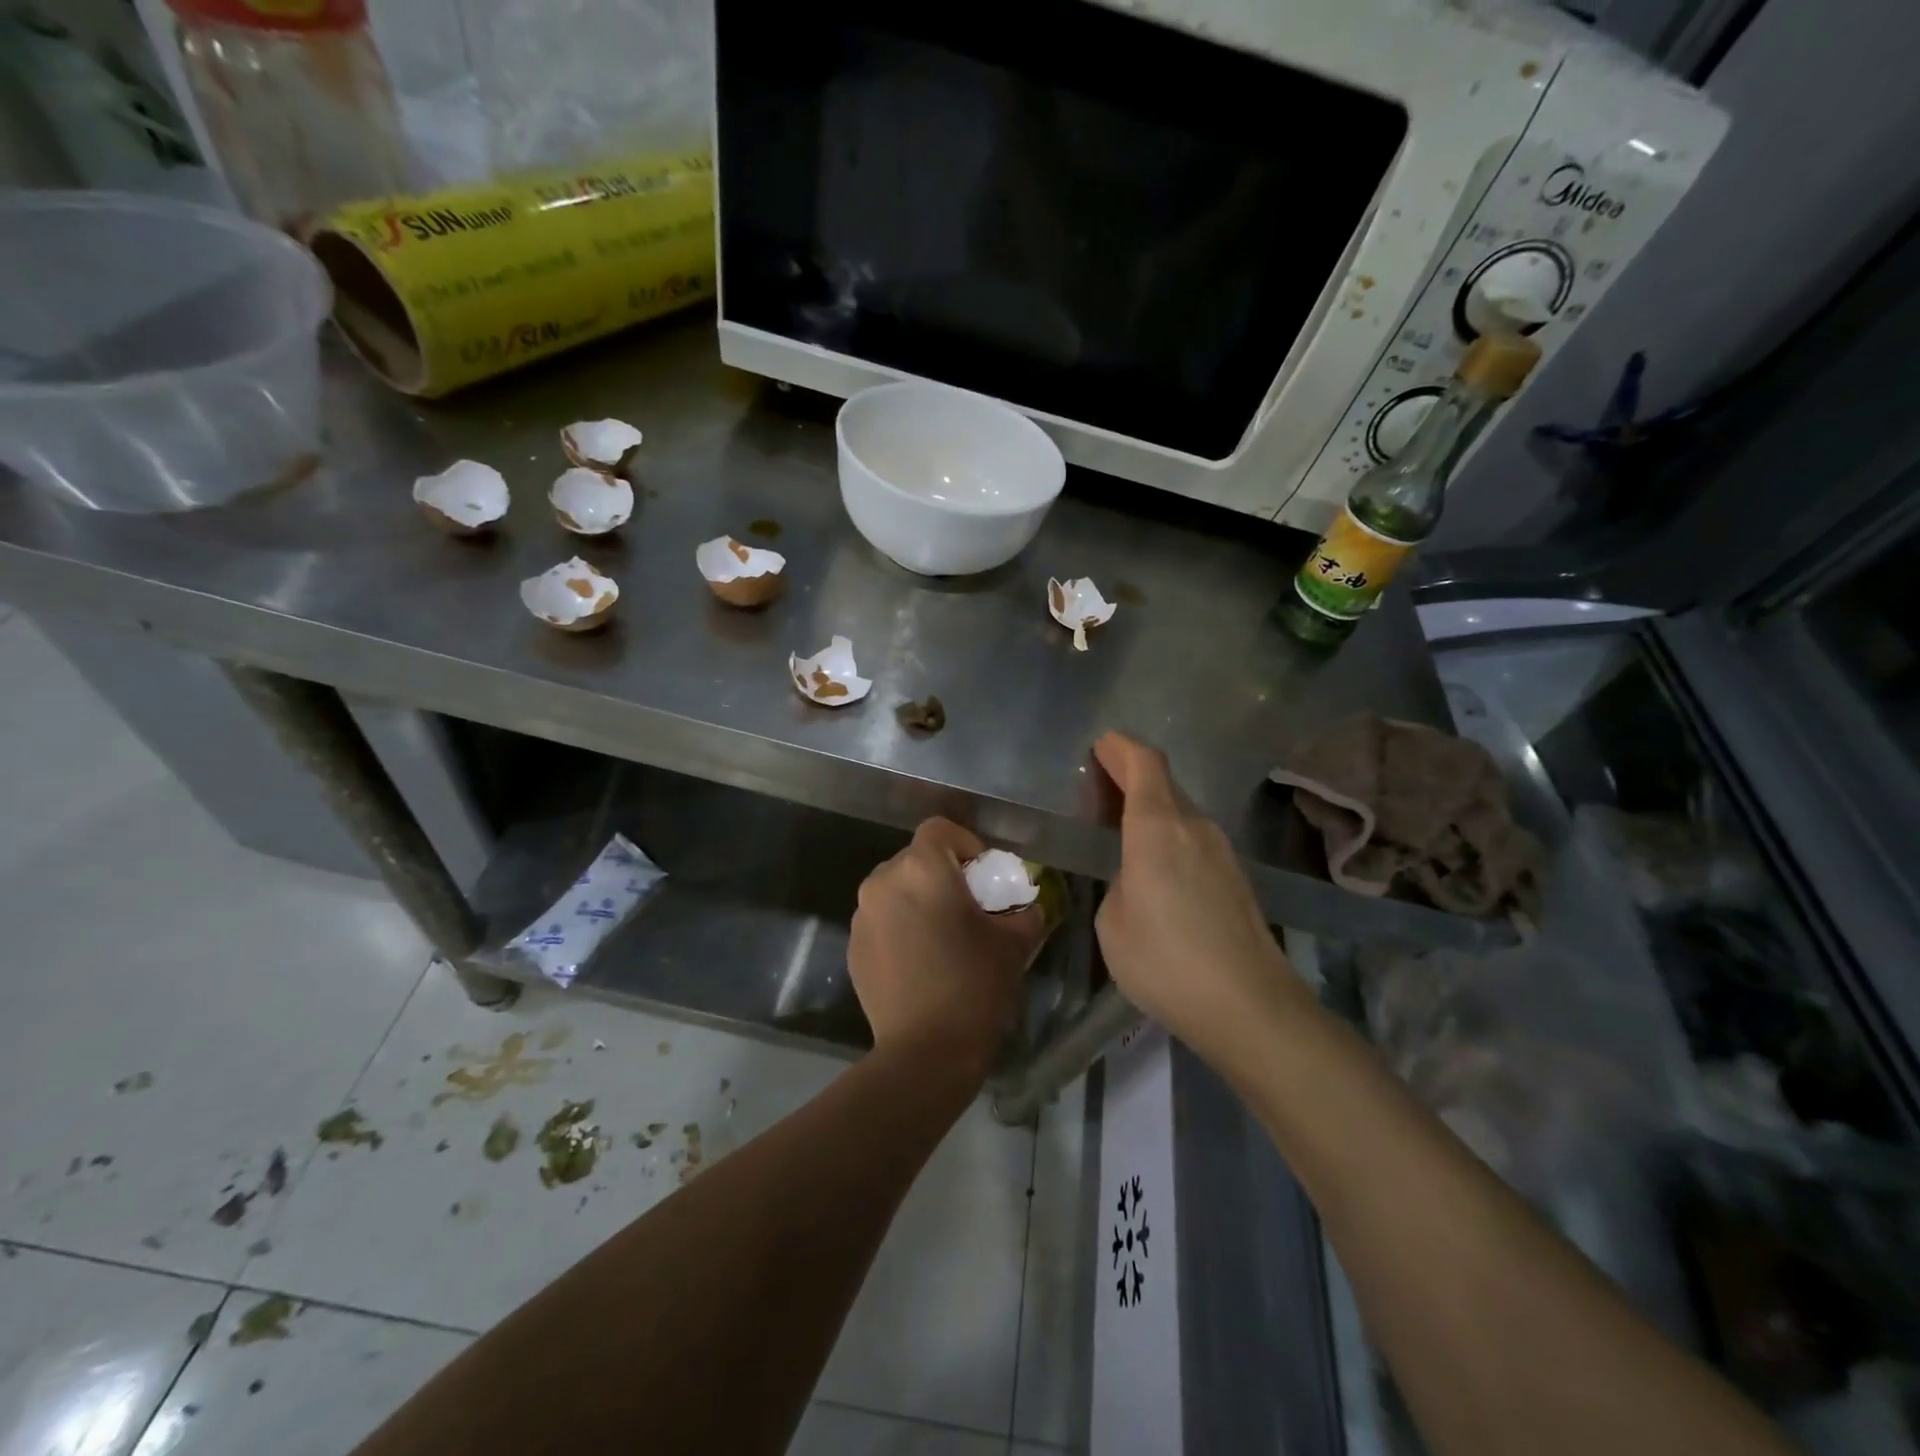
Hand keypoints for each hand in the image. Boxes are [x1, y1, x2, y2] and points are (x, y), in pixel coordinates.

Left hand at [849, 818, 1043, 1078]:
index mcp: (923, 869)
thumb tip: (1025, 905)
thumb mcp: (1015, 943)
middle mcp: (884, 881)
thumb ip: (1024, 911)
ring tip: (942, 936)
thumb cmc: (974, 986)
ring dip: (919, 900)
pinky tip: (920, 961)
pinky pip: (881, 919)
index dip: (965, 843)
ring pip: (896, 888)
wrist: (925, 1052)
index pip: (939, 829)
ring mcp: (863, 915)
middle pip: (915, 858)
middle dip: (943, 874)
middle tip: (968, 907)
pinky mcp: (853, 946)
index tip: (982, 876)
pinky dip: (900, 926)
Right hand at [1093, 732, 1304, 1061]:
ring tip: (1124, 828)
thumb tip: (1135, 877)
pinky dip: (1171, 835)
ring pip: (1182, 812)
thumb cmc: (1165, 961)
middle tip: (1101, 787)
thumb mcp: (1113, 923)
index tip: (1101, 745)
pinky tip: (1158, 866)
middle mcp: (1195, 827)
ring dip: (1153, 808)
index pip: (1145, 763)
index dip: (1121, 748)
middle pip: (1164, 783)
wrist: (1250, 1006)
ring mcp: (1222, 852)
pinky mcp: (1237, 878)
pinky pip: (1195, 839)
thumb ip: (1118, 884)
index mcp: (1158, 827)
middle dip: (1132, 776)